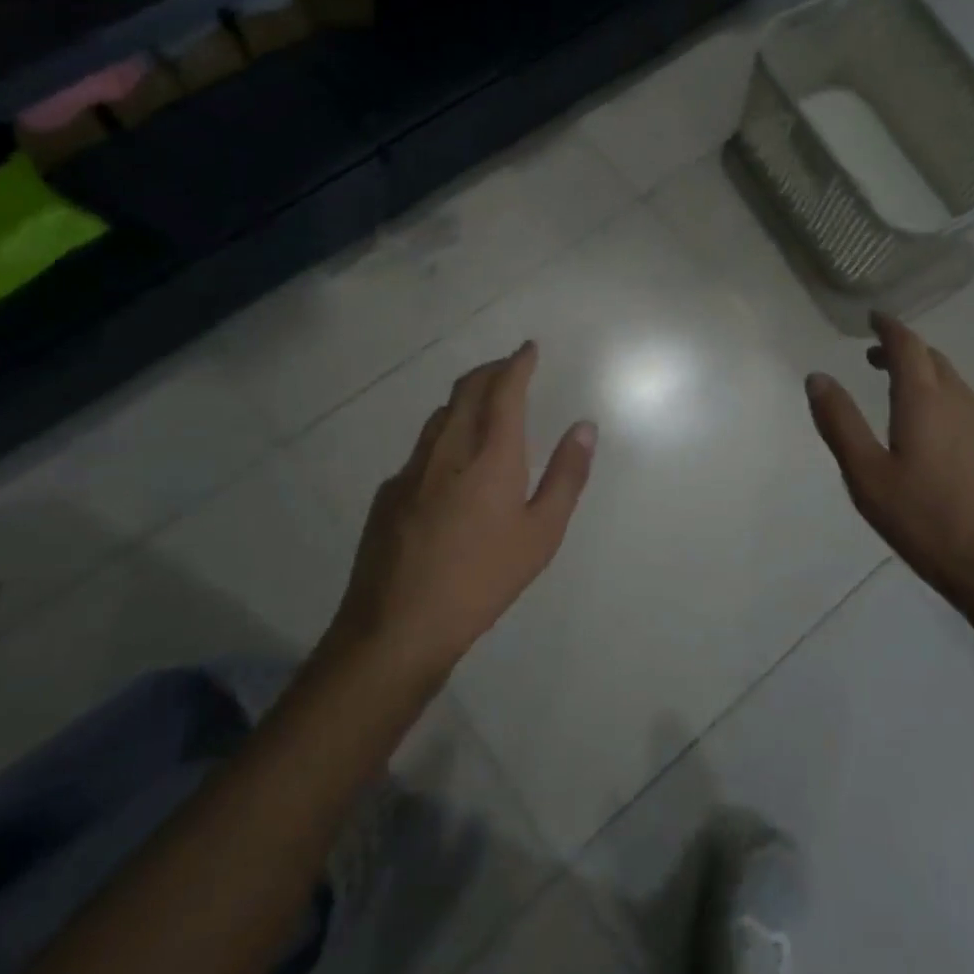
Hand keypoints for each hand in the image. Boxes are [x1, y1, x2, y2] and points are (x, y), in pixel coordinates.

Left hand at [334, 341, 595, 678]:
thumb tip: (584, 427)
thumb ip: (566, 475)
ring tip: (484, 403)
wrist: (399, 624)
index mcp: (490, 454)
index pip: (504, 389)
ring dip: (465, 398)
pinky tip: (451, 463)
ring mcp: (411, 469)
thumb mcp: (542, 533)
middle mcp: (448, 448)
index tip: (528, 349)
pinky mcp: (389, 492)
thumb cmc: (483, 579)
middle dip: (491, 370)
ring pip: (440, 415)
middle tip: (509, 366)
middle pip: (467, 390)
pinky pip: (422, 448)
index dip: (517, 363)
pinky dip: (444, 434)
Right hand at [805, 313, 973, 634]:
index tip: (873, 318)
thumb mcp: (867, 476)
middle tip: (877, 356)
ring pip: (954, 386)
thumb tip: (818, 377)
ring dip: (925, 375)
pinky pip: (967, 411)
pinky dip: (942, 402)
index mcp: (925, 403)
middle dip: (905, 350)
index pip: (908, 347)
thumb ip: (840, 424)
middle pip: (934, 361)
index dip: (890, 328)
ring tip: (900, 389)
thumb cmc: (928, 523)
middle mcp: (960, 406)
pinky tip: (933, 434)